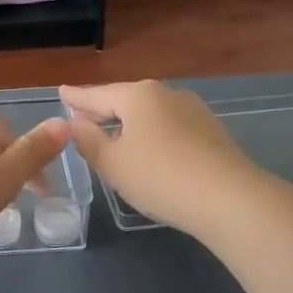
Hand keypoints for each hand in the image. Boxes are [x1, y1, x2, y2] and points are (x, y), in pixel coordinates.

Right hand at [60, 81, 262, 236]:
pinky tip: (148, 150)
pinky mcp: (211, 133)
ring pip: (150, 113)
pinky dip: (151, 135)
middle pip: (125, 100)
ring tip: (113, 135)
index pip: (98, 95)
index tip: (61, 93)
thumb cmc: (160, 177)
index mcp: (138, 95)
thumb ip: (89, 141)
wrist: (230, 200)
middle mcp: (166, 94)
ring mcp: (193, 111)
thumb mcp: (112, 163)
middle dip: (103, 109)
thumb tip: (75, 122)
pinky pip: (169, 127)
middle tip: (82, 116)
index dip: (77, 97)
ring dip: (129, 123)